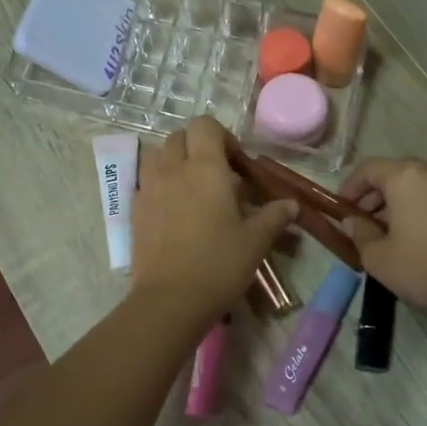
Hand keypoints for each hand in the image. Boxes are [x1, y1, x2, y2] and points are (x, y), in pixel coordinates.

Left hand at [130, 117, 297, 329]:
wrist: (170, 300)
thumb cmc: (219, 264)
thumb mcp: (256, 241)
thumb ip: (274, 216)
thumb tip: (292, 205)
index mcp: (205, 168)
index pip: (205, 125)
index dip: (222, 136)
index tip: (237, 164)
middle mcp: (173, 170)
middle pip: (179, 136)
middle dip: (198, 146)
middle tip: (217, 175)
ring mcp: (149, 189)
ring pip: (157, 156)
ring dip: (175, 162)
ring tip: (193, 189)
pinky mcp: (134, 211)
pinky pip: (146, 183)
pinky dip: (160, 185)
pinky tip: (175, 212)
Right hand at [339, 158, 426, 324]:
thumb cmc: (422, 268)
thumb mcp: (377, 257)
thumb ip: (359, 233)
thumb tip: (352, 222)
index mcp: (406, 177)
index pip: (369, 168)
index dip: (350, 186)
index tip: (342, 208)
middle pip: (397, 173)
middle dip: (376, 194)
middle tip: (364, 221)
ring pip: (420, 185)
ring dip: (400, 202)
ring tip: (390, 232)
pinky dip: (422, 208)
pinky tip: (418, 237)